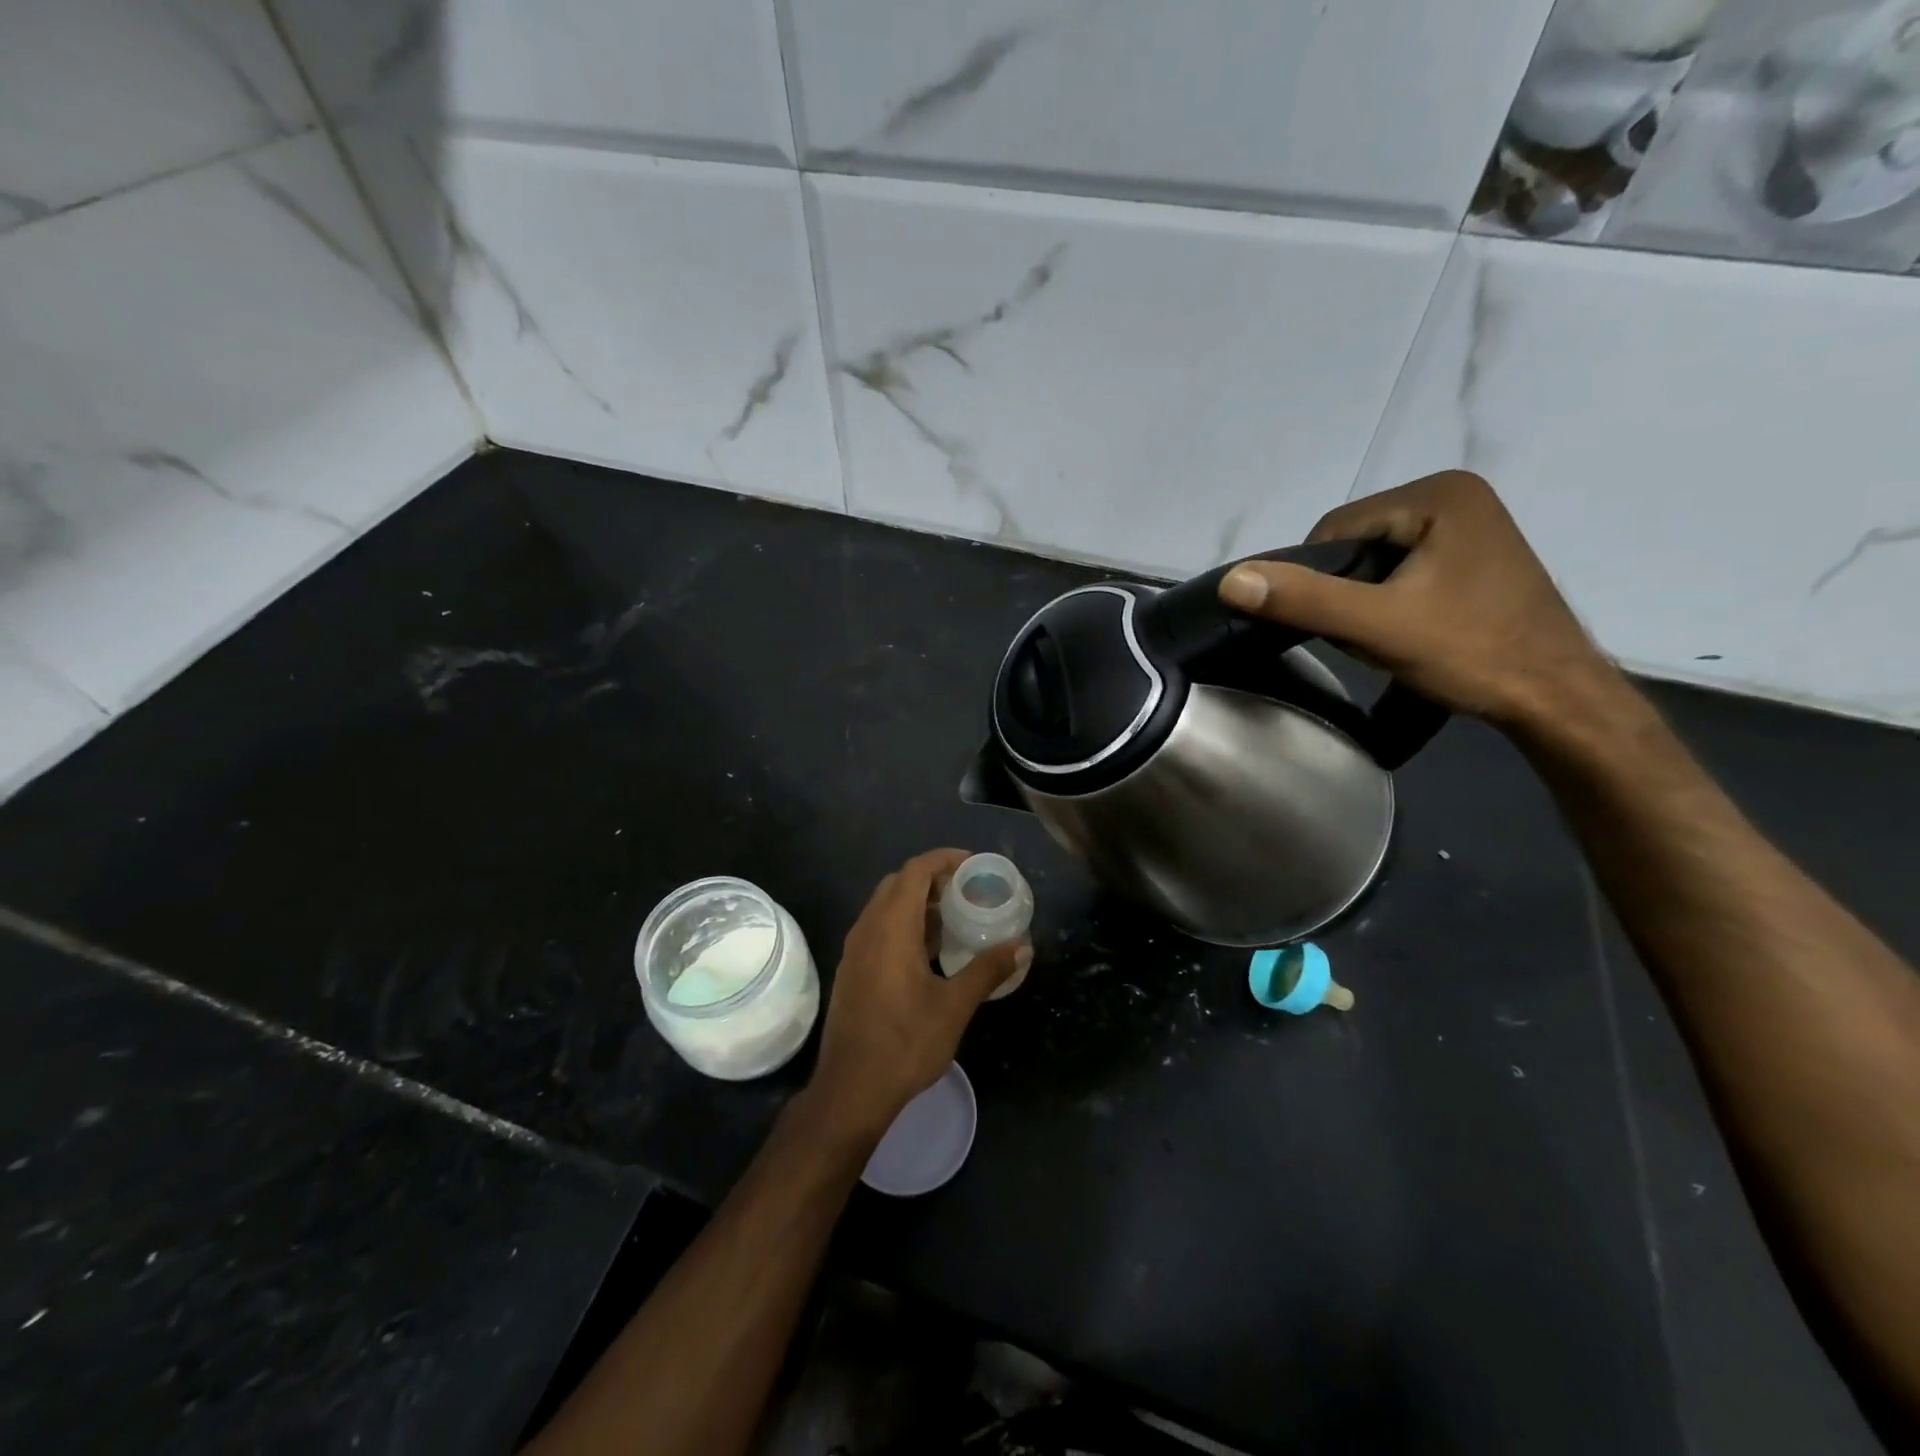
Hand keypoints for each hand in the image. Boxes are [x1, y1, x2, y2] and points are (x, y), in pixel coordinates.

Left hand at [807, 849, 1027, 1137]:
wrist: (851, 1090)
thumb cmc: (905, 1043)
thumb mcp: (955, 1006)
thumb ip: (988, 970)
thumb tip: (1023, 945)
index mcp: (891, 928)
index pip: (915, 871)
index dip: (944, 859)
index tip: (973, 865)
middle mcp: (867, 929)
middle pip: (898, 884)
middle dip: (932, 879)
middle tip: (967, 891)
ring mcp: (854, 950)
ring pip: (885, 907)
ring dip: (917, 903)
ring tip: (954, 919)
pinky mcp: (851, 970)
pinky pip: (878, 929)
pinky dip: (903, 925)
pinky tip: (928, 953)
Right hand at [1217, 471, 1622, 729]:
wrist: (1557, 699)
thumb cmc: (1472, 653)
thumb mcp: (1378, 627)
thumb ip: (1304, 599)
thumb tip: (1232, 580)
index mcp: (1439, 493)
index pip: (1336, 528)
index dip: (1317, 578)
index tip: (1335, 624)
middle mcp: (1457, 495)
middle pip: (1357, 542)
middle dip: (1345, 591)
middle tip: (1363, 636)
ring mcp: (1470, 525)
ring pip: (1378, 560)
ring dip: (1364, 599)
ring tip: (1386, 637)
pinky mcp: (1474, 556)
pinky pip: (1405, 570)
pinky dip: (1390, 600)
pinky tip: (1406, 631)